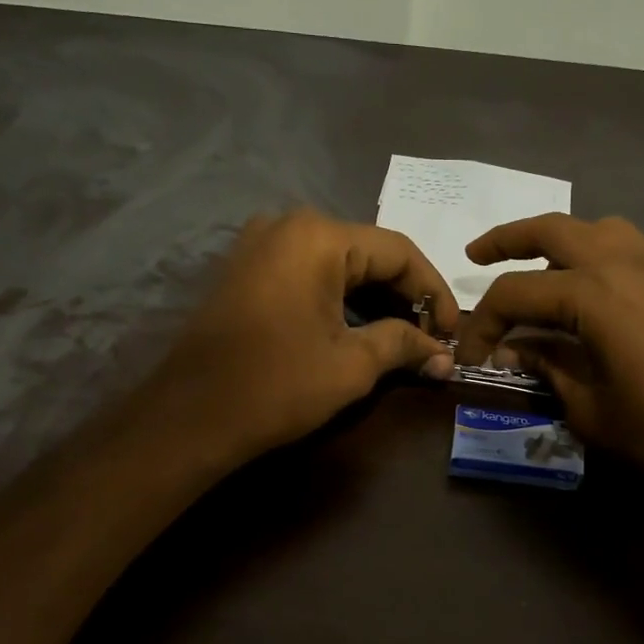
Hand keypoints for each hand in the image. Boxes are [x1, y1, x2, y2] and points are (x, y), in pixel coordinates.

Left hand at [148, 209, 458, 461]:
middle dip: (405, 296)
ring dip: (373, 299)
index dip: (435, 291)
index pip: (399, 252)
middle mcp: (288, 226)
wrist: (189, 417)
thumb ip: (404, 345)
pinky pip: (307, 275)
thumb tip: (445, 355)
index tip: (454, 332)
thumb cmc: (278, 385)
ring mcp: (260, 246)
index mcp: (318, 236)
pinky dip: (339, 299)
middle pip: (367, 253)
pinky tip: (359, 330)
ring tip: (402, 338)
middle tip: (431, 337)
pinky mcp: (245, 271)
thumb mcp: (352, 364)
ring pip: (337, 264)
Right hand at [453, 214, 643, 514]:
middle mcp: (630, 266)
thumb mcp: (591, 411)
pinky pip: (637, 254)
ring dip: (562, 241)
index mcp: (597, 297)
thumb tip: (513, 350)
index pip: (518, 292)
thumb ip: (548, 368)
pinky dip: (603, 260)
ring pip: (603, 231)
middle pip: (556, 230)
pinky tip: (597, 299)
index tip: (470, 352)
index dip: (484, 321)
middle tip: (477, 257)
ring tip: (540, 271)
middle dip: (509, 239)